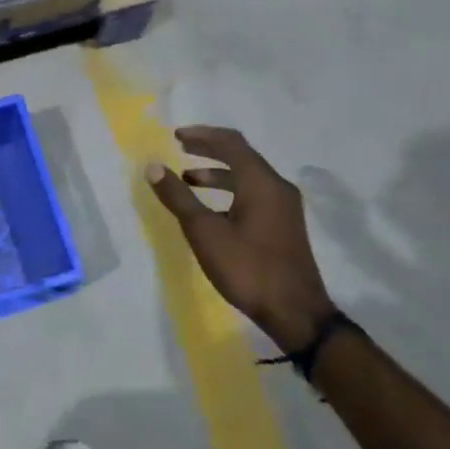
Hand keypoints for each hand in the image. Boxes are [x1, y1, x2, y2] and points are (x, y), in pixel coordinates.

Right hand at [147, 126, 338, 353]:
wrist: (296, 313)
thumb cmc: (248, 268)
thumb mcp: (205, 232)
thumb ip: (178, 197)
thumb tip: (153, 167)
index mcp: (261, 182)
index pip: (231, 143)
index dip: (202, 135)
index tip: (176, 136)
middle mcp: (277, 187)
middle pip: (241, 156)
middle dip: (209, 151)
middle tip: (181, 149)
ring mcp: (284, 208)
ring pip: (248, 177)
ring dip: (218, 174)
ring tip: (188, 180)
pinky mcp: (284, 226)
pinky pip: (254, 194)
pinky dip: (230, 191)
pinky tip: (212, 210)